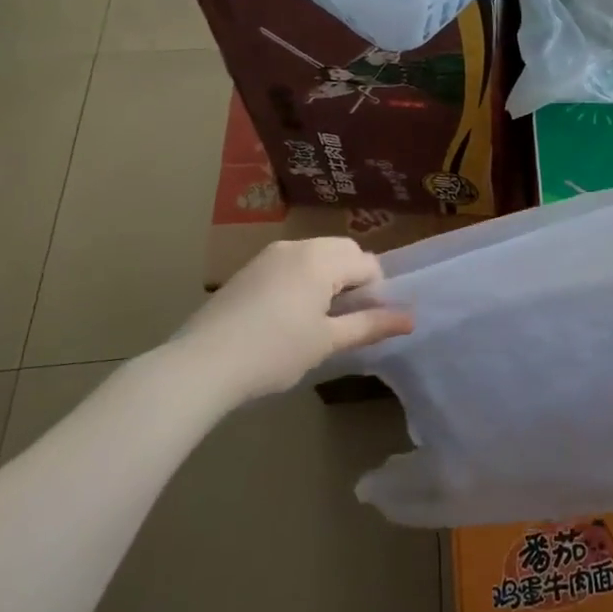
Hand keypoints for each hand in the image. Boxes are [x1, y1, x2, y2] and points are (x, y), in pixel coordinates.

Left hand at [174, 237, 413, 402]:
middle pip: (343, 252)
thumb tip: (411, 319)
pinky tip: (288, 317)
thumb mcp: (328, 341)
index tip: (365, 324)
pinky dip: (303, 282)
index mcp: (321, 258)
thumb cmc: (275, 351)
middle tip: (345, 319)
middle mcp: (297, 246)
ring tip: (318, 320)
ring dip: (328, 279)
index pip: (368, 264)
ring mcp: (269, 256)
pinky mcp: (248, 270)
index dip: (376, 293)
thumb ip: (371, 325)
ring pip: (316, 257)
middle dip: (354, 280)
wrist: (201, 365)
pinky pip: (291, 265)